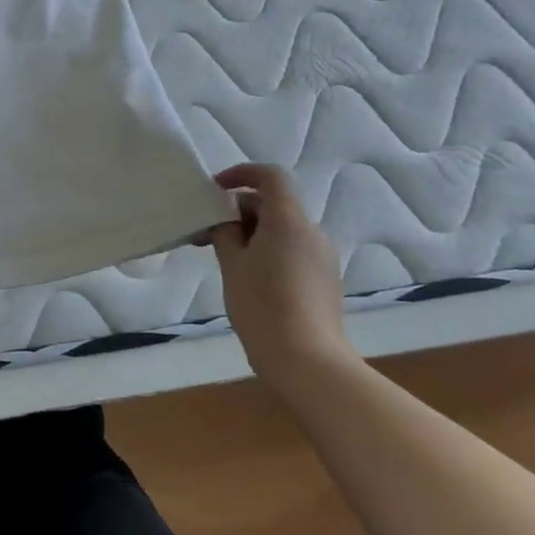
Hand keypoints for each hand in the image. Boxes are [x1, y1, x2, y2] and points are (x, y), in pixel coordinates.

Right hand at [208, 164, 356, 389]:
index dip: (242, 173)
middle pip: (274, 204)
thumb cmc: (262, 305)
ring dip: (253, 233)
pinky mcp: (325, 281)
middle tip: (209, 233)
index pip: (271, 177)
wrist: (307, 361)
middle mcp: (312, 233)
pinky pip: (293, 251)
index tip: (215, 188)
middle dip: (240, 210)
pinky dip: (269, 251)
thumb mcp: (232, 264)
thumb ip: (226, 233)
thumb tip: (227, 222)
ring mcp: (323, 258)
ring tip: (226, 258)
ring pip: (283, 229)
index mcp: (289, 222)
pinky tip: (250, 279)